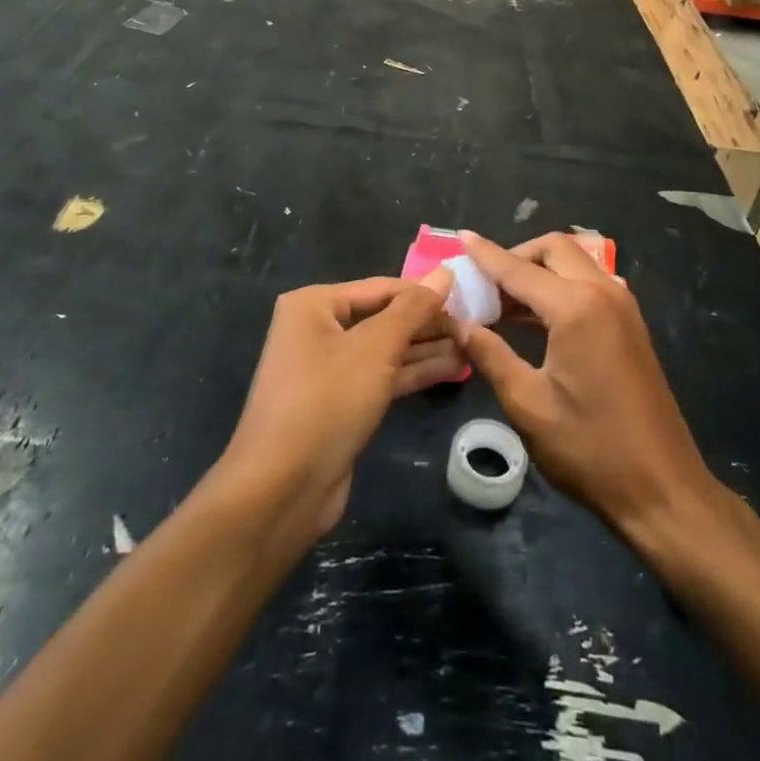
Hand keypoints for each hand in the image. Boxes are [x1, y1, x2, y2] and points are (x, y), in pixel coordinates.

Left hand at [222, 270, 456, 542]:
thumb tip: (445, 272)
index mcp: (314, 305)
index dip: (425, 292)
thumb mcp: (375, 348)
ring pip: (386, 349)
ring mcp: (329, 369)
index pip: (382, 287)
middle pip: (384, 317)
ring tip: (474, 346)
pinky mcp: (342, 403)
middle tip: (476, 324)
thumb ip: (413, 309)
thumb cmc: (327, 401)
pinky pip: (383, 376)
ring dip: (427, 348)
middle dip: (428, 323)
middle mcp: (318, 329)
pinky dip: (414, 372)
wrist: (283, 489)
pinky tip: (454, 369)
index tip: (470, 296)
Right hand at [449, 232, 718, 545]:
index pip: (519, 269)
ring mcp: (623, 307)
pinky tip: (534, 319)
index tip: (461, 238)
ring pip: (574, 264)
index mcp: (576, 307)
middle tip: (484, 285)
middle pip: (554, 249)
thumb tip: (459, 324)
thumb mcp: (527, 404)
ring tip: (501, 302)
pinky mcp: (630, 325)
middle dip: (516, 256)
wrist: (663, 489)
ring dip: (539, 271)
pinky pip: (589, 285)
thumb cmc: (590, 449)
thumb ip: (490, 355)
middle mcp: (603, 293)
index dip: (486, 254)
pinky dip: (559, 288)